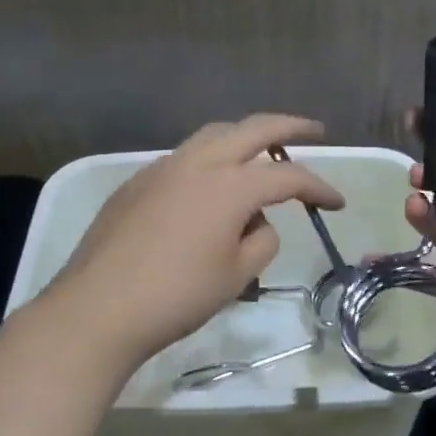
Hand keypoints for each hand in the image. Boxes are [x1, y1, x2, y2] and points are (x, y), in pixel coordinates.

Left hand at [45, 114, 344, 375]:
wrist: (98, 308)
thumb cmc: (177, 296)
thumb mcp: (237, 276)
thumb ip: (261, 240)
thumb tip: (255, 222)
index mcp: (230, 185)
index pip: (288, 177)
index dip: (318, 187)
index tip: (337, 203)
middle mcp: (198, 163)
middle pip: (253, 128)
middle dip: (289, 126)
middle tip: (314, 130)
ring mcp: (163, 167)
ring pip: (213, 135)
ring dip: (244, 137)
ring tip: (261, 152)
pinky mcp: (137, 182)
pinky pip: (184, 158)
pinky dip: (210, 160)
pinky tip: (209, 187)